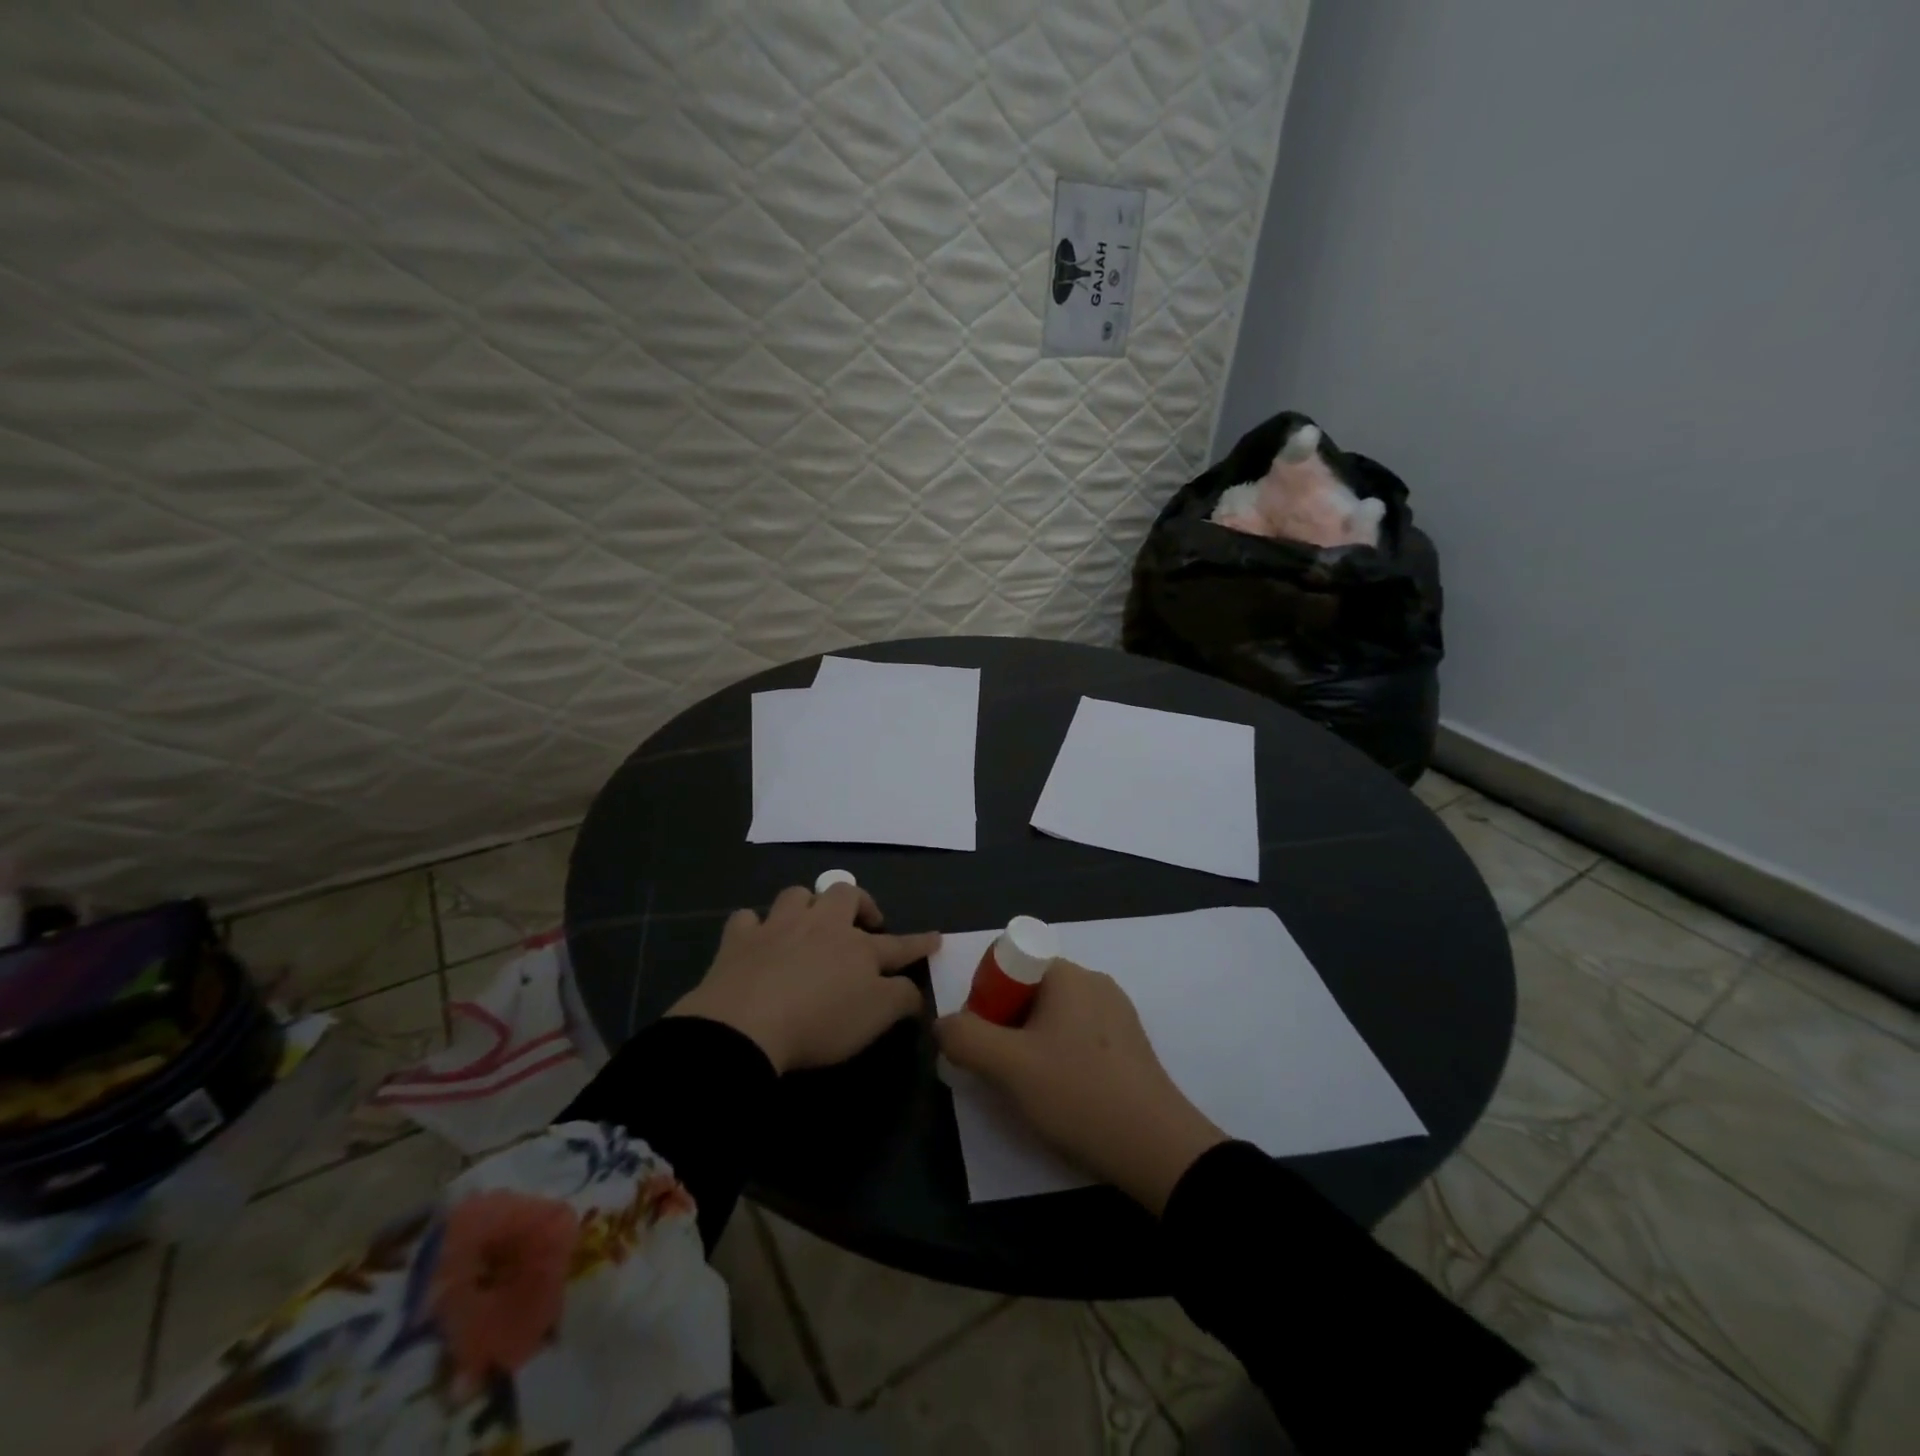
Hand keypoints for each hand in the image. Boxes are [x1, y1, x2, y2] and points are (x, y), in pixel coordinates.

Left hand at [668, 884, 939, 1074]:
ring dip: (807, 903)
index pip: (898, 944)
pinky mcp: (739, 940)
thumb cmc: (820, 1022)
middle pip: (845, 895)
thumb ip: (901, 999)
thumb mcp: (876, 1018)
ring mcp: (778, 927)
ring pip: (797, 895)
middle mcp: (821, 926)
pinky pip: (747, 918)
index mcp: (858, 948)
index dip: (919, 942)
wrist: (746, 1025)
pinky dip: (755, 925)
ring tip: (810, 921)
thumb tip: (914, 988)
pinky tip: (757, 936)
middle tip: (864, 923)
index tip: (936, 938)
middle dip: (859, 903)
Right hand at [934, 960, 1227, 1215]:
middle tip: (1001, 1070)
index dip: (985, 996)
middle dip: (1005, 1025)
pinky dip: (1060, 1057)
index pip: (1009, 963)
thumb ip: (965, 1038)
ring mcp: (1117, 1013)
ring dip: (1031, 1045)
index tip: (984, 1040)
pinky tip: (1063, 1095)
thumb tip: (943, 1023)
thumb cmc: (1078, 1094)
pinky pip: (1079, 1037)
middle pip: (1029, 990)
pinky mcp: (1130, 1045)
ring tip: (1030, 1089)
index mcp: (1067, 974)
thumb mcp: (1008, 1067)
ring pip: (1053, 1017)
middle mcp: (1094, 982)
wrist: (1158, 1150)